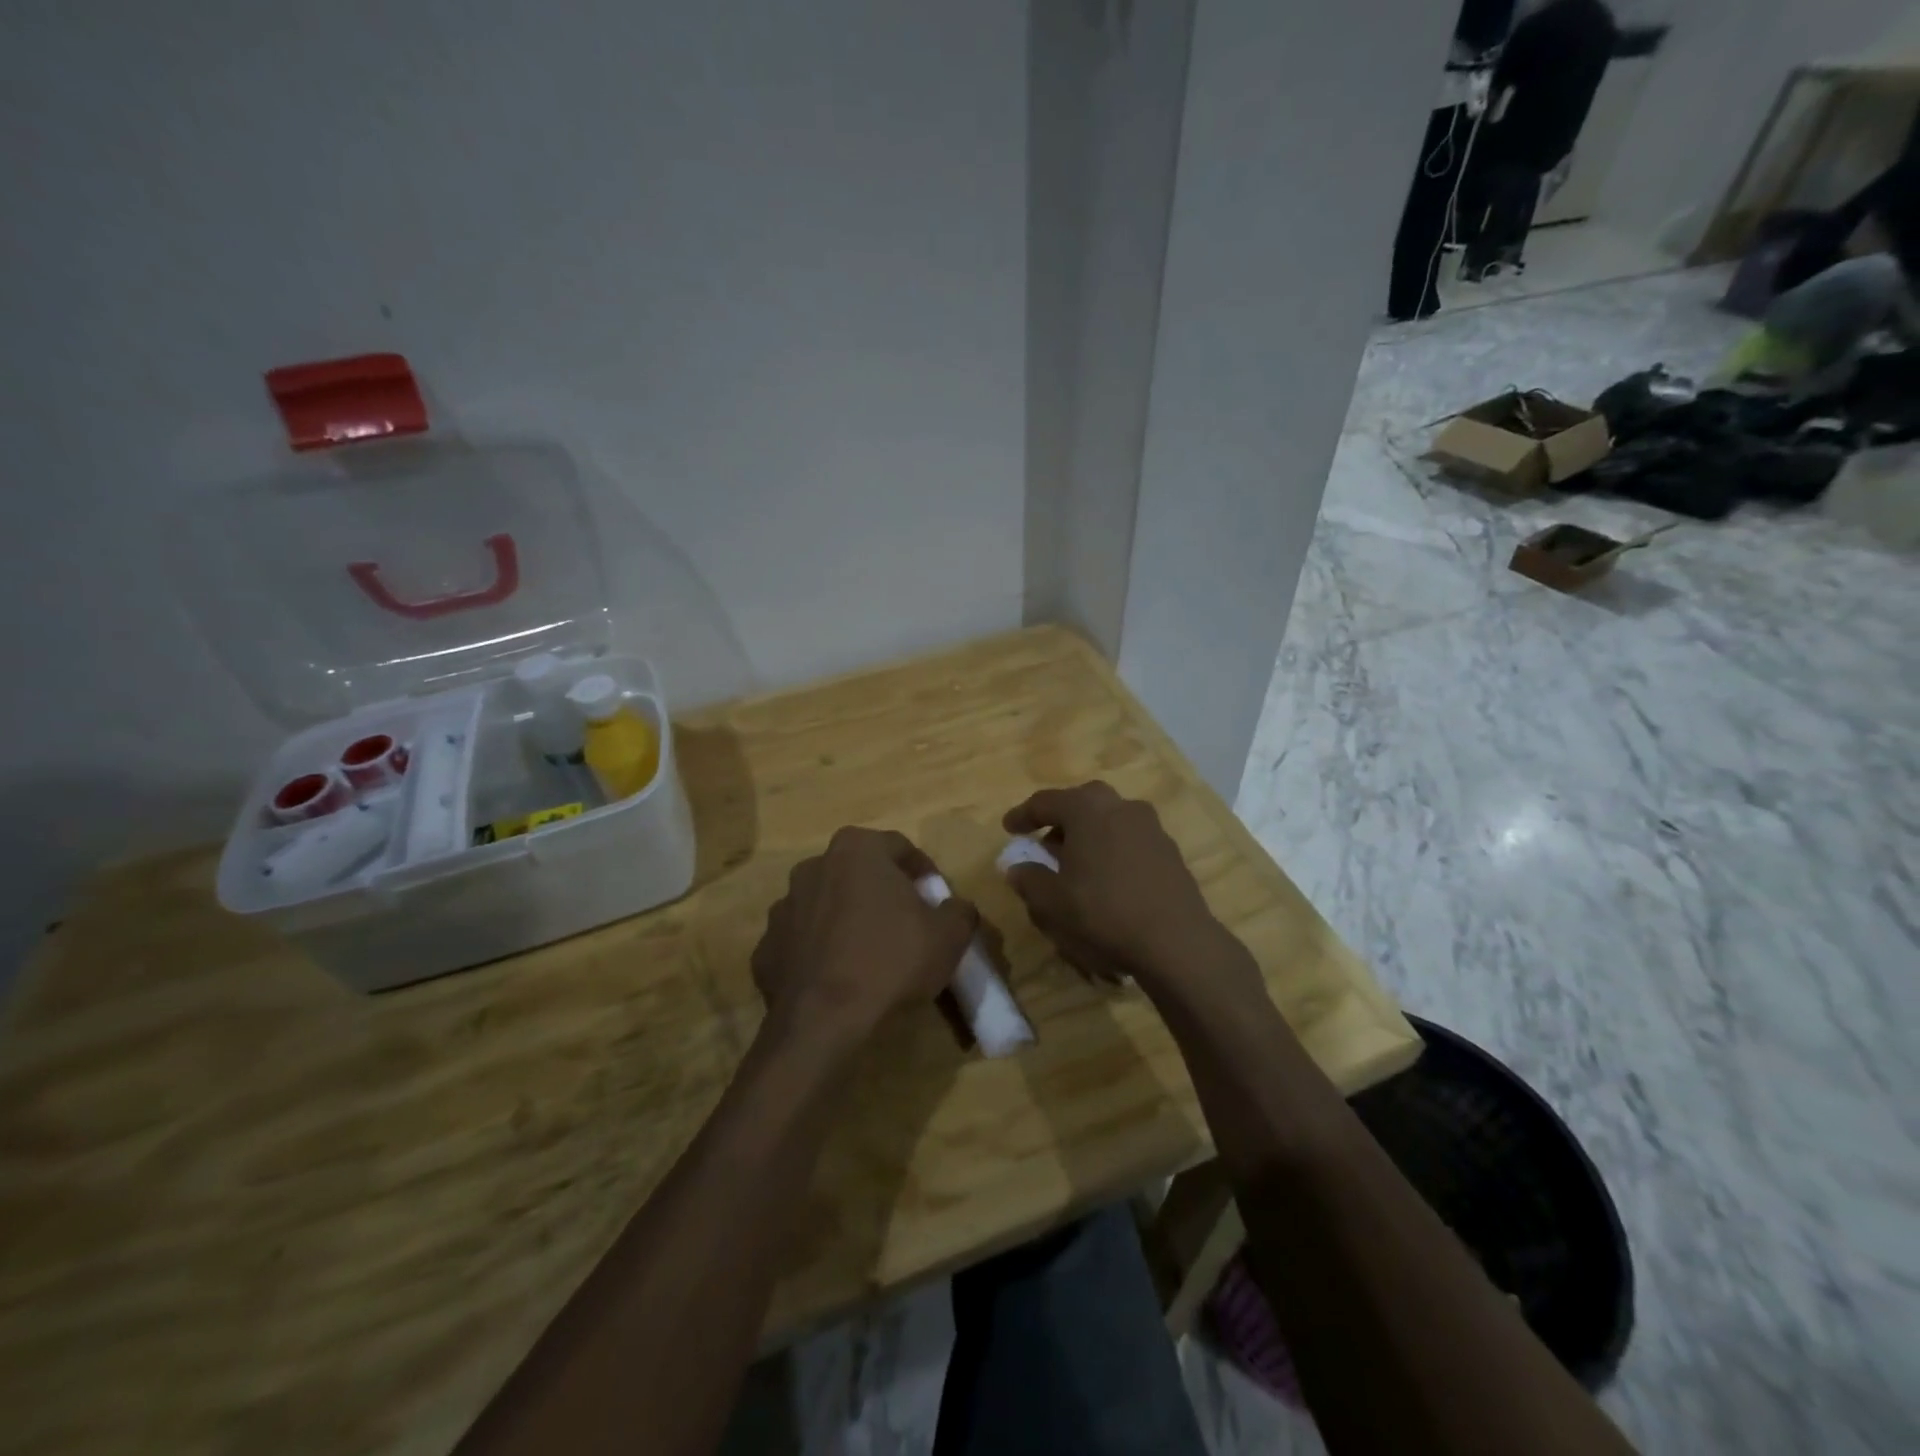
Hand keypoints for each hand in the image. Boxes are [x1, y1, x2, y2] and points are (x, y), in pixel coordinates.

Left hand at [750, 827, 975, 1054]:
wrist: (824, 1020)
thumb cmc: (892, 961)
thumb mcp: (949, 935)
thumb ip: (959, 910)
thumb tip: (956, 908)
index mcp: (856, 850)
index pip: (900, 847)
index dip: (923, 872)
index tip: (936, 900)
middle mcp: (814, 866)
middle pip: (858, 872)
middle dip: (881, 892)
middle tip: (905, 924)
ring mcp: (783, 907)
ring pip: (825, 904)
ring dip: (846, 919)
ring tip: (869, 955)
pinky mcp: (765, 948)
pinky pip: (801, 942)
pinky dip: (818, 953)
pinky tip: (837, 979)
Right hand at [1001, 782, 1226, 992]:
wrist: (1175, 940)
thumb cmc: (1103, 912)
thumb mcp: (1052, 902)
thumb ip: (1029, 879)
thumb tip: (1018, 868)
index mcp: (1086, 808)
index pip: (1045, 802)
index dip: (1023, 815)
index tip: (1009, 828)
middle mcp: (1119, 806)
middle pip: (1081, 802)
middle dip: (1060, 820)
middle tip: (1045, 843)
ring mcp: (1150, 825)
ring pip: (1108, 819)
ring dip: (1088, 834)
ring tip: (1076, 863)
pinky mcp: (1169, 849)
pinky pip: (1129, 838)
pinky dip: (1112, 848)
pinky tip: (1107, 877)